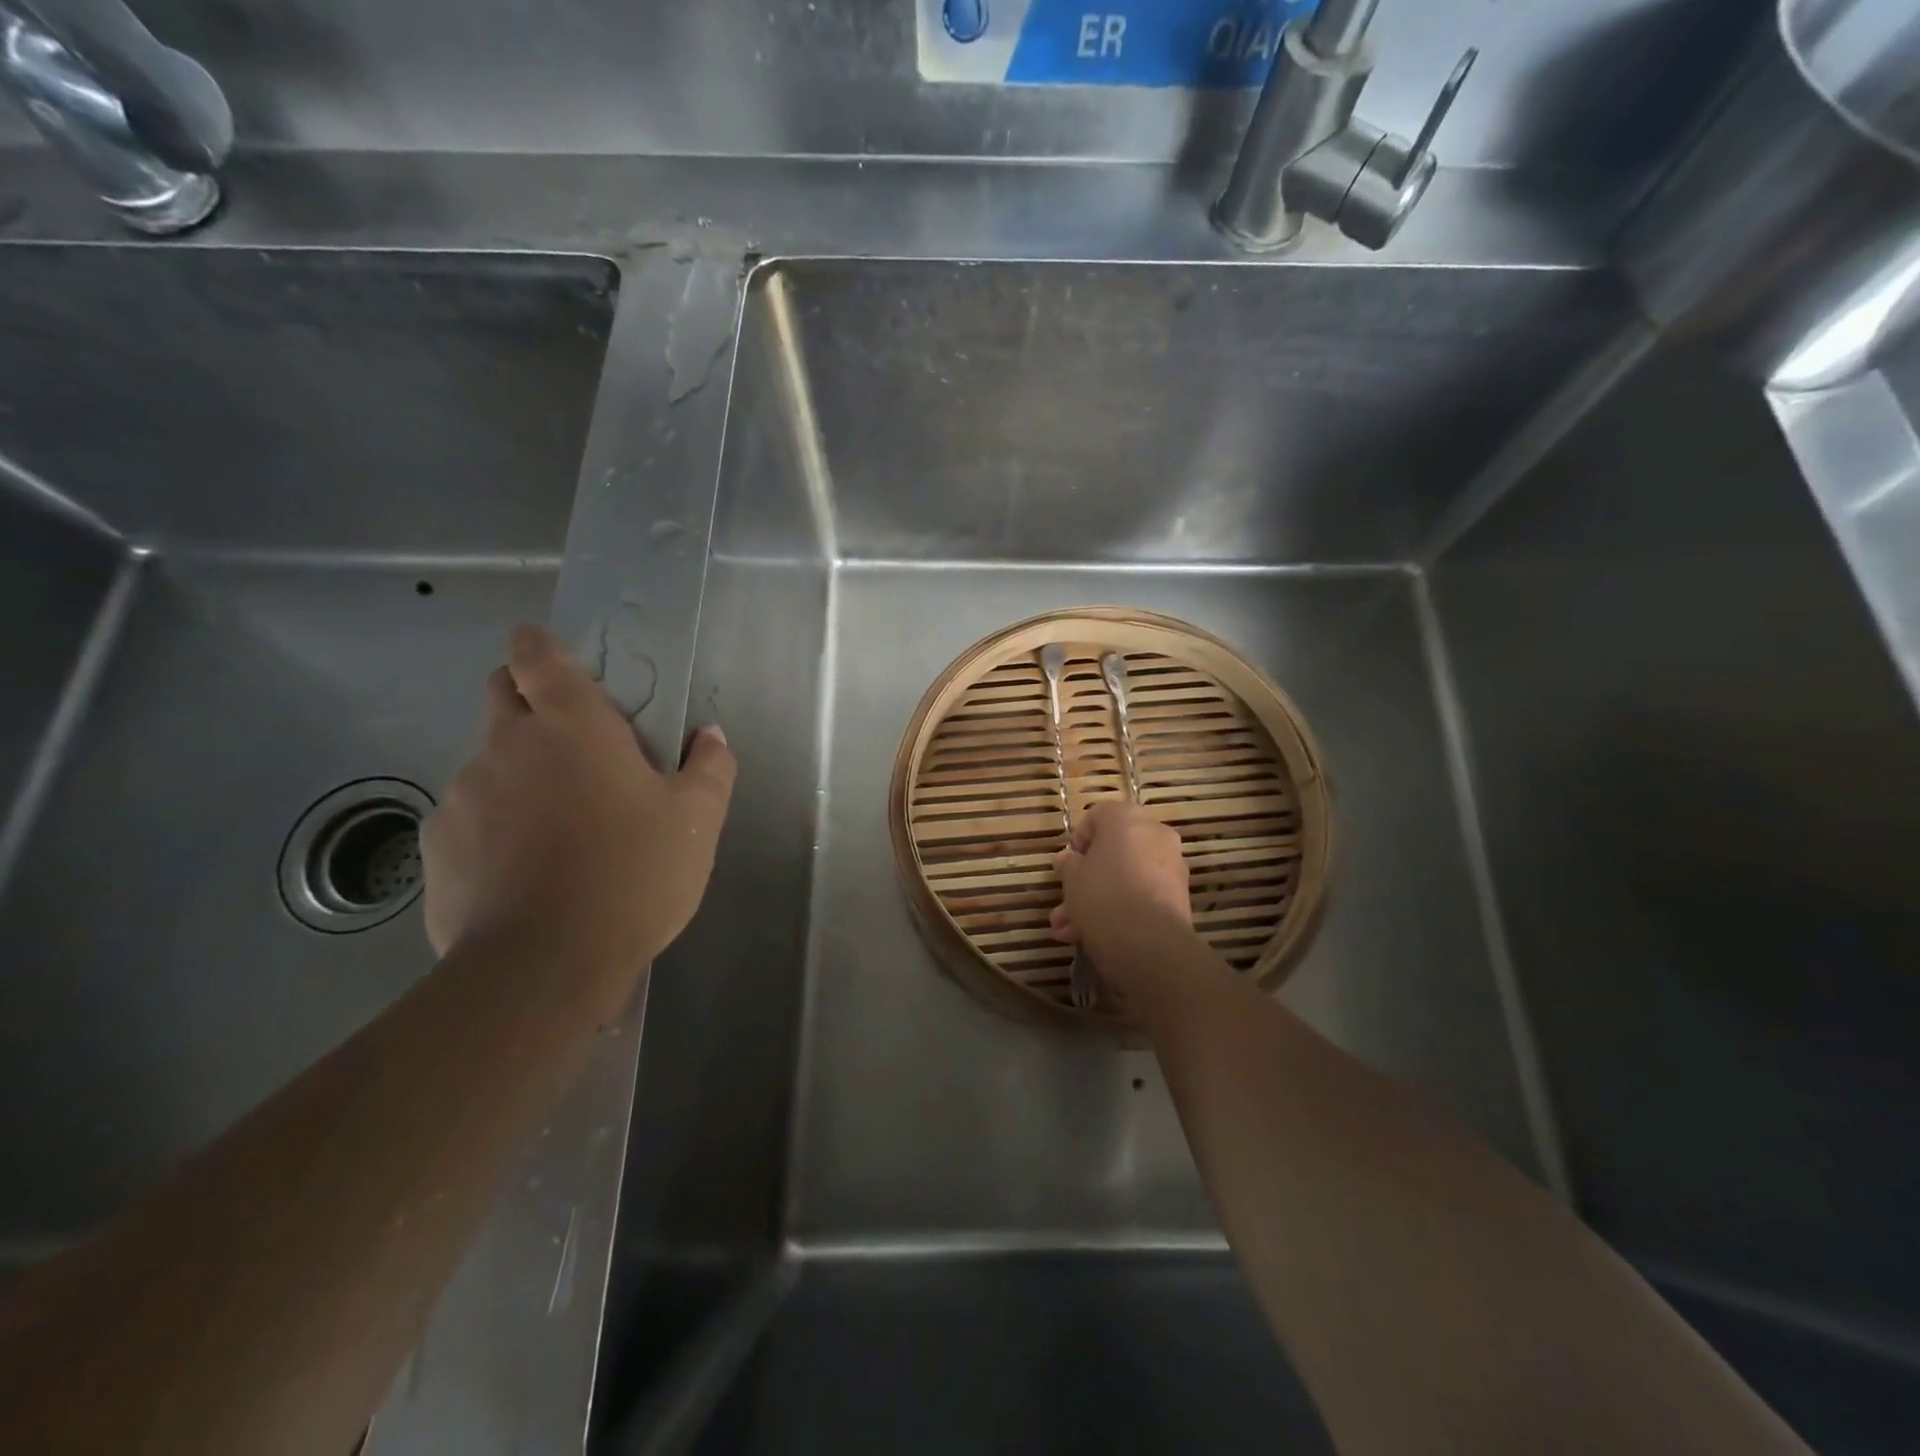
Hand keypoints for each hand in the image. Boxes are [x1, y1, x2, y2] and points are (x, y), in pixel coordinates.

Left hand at [422, 624, 735, 971]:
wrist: (543, 964)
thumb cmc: (633, 874)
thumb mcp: (698, 820)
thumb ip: (710, 767)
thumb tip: (710, 735)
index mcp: (573, 726)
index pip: (538, 657)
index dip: (538, 645)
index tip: (546, 649)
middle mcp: (508, 746)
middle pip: (501, 695)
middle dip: (526, 700)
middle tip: (571, 743)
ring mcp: (464, 794)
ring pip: (488, 762)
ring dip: (517, 774)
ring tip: (557, 827)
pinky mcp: (437, 846)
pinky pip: (469, 817)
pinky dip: (493, 827)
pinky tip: (524, 870)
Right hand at [1050, 800, 1190, 982]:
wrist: (1149, 942)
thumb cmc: (1103, 895)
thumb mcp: (1072, 878)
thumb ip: (1068, 864)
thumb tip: (1067, 859)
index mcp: (1127, 817)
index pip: (1097, 816)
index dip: (1078, 841)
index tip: (1067, 865)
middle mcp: (1154, 833)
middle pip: (1112, 851)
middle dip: (1085, 880)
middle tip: (1064, 904)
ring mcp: (1170, 865)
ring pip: (1124, 876)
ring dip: (1097, 900)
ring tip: (1069, 931)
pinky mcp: (1178, 895)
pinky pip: (1141, 893)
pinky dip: (1121, 908)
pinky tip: (1093, 936)